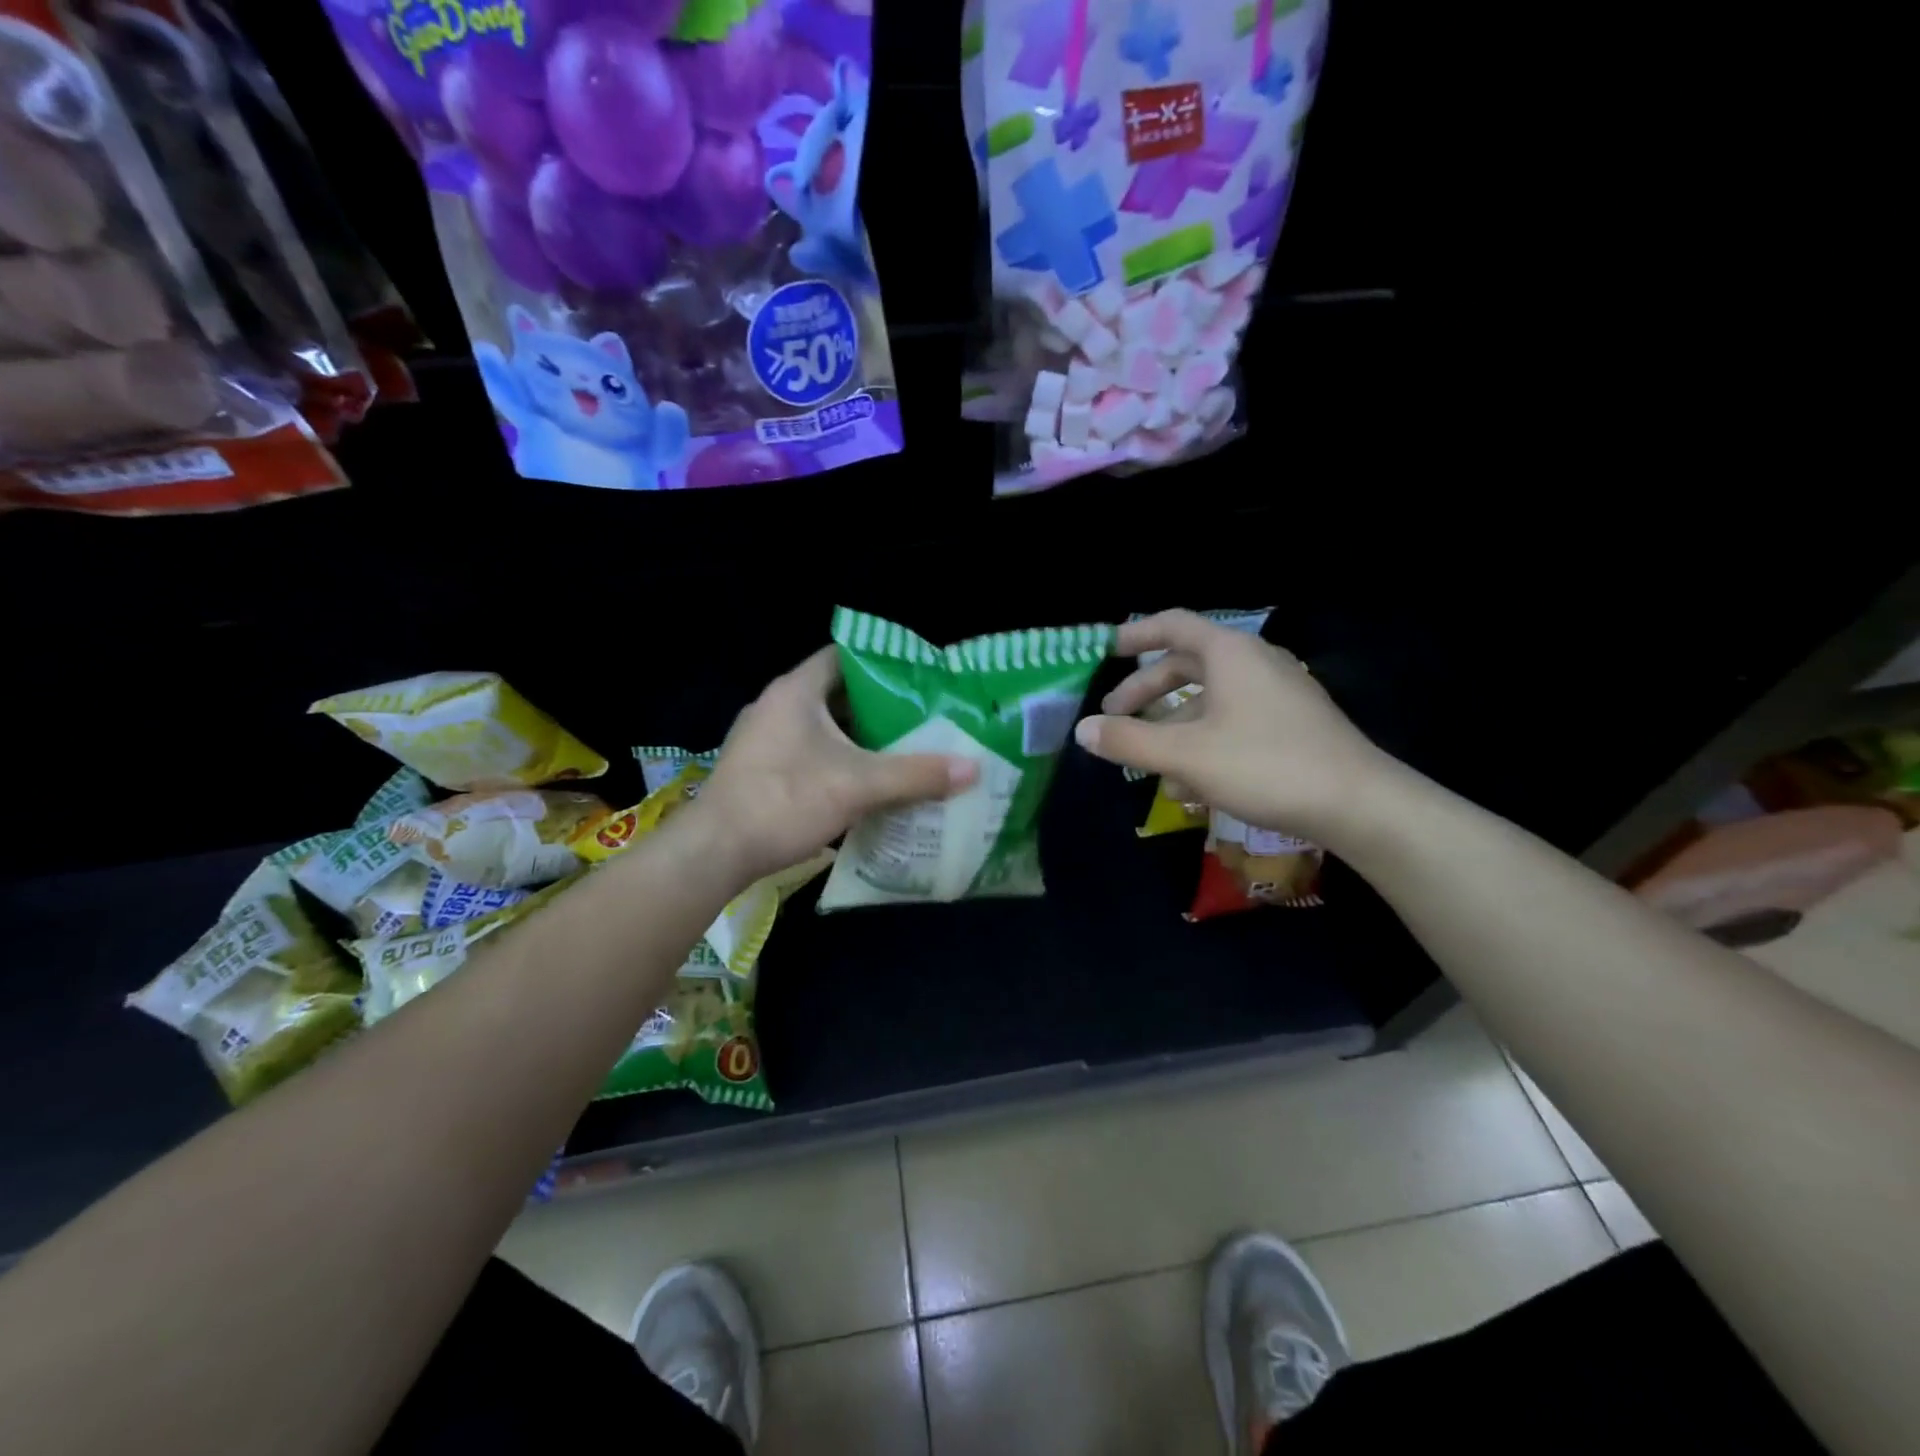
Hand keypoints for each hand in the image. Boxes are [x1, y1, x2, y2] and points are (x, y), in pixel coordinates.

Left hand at [694, 646, 979, 884]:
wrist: (715, 851)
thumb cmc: (785, 800)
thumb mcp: (859, 786)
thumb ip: (916, 775)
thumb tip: (974, 768)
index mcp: (797, 691)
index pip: (844, 657)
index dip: (883, 664)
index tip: (918, 681)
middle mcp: (776, 705)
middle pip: (837, 694)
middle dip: (878, 708)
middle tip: (920, 720)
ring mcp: (763, 738)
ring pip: (822, 727)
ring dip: (858, 738)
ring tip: (901, 751)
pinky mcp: (758, 768)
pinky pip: (807, 752)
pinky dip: (836, 760)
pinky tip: (863, 783)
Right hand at [1073, 610, 1393, 847]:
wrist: (1358, 804)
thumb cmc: (1266, 765)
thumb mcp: (1186, 755)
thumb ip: (1129, 741)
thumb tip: (1083, 730)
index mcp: (1230, 654)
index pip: (1173, 624)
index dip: (1135, 634)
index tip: (1105, 650)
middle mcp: (1254, 663)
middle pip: (1187, 664)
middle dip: (1146, 690)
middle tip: (1114, 716)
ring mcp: (1276, 694)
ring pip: (1209, 699)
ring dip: (1172, 724)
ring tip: (1148, 761)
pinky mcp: (1290, 725)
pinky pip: (1233, 721)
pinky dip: (1203, 740)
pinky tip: (1190, 784)